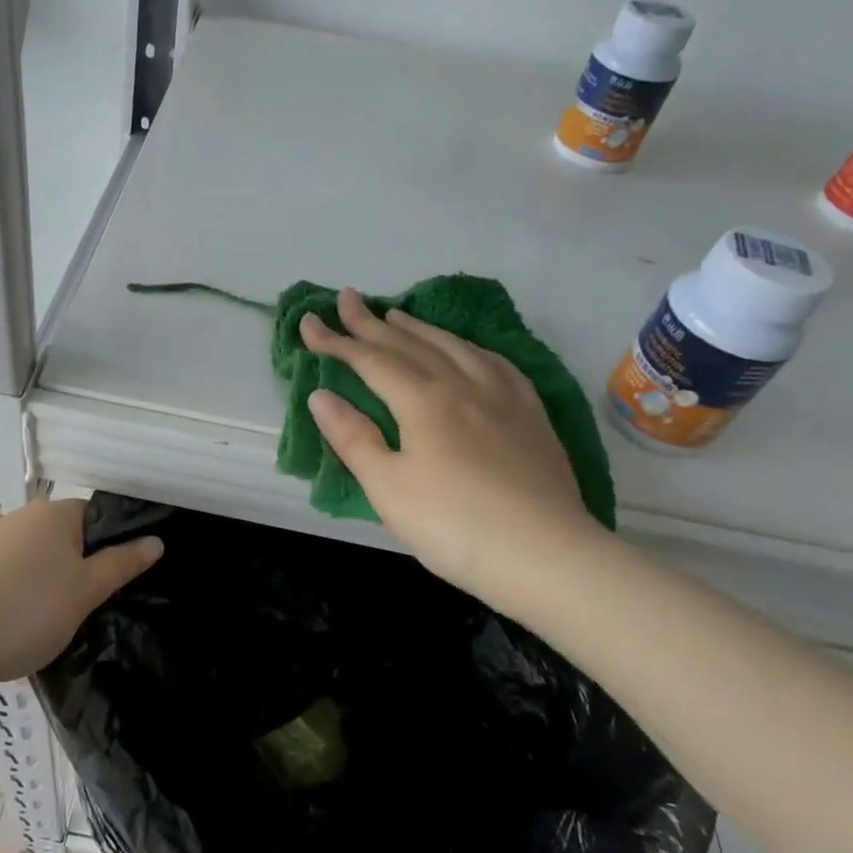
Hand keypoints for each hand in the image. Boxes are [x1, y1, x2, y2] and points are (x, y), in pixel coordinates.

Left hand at [0, 497, 161, 696]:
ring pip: (38, 565)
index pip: (97, 516)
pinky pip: (11, 584)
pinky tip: (24, 634)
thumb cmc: (25, 611)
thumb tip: (156, 541)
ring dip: (51, 590)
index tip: (122, 581)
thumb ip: (122, 564)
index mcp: (52, 513)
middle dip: (82, 571)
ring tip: (60, 627)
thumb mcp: (86, 591)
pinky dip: (23, 603)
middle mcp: (19, 520)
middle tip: (95, 608)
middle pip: (66, 540)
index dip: (115, 546)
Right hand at [299, 289, 603, 610]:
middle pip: (410, 344)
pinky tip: (467, 350)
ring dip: (419, 328)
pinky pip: (495, 362)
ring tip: (398, 314)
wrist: (545, 554)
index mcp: (423, 400)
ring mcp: (502, 395)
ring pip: (453, 346)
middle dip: (372, 322)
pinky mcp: (531, 413)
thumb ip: (354, 438)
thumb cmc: (454, 526)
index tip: (308, 322)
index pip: (370, 360)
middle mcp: (462, 383)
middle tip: (347, 298)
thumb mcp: (389, 488)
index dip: (336, 341)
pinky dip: (468, 347)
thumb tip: (321, 395)